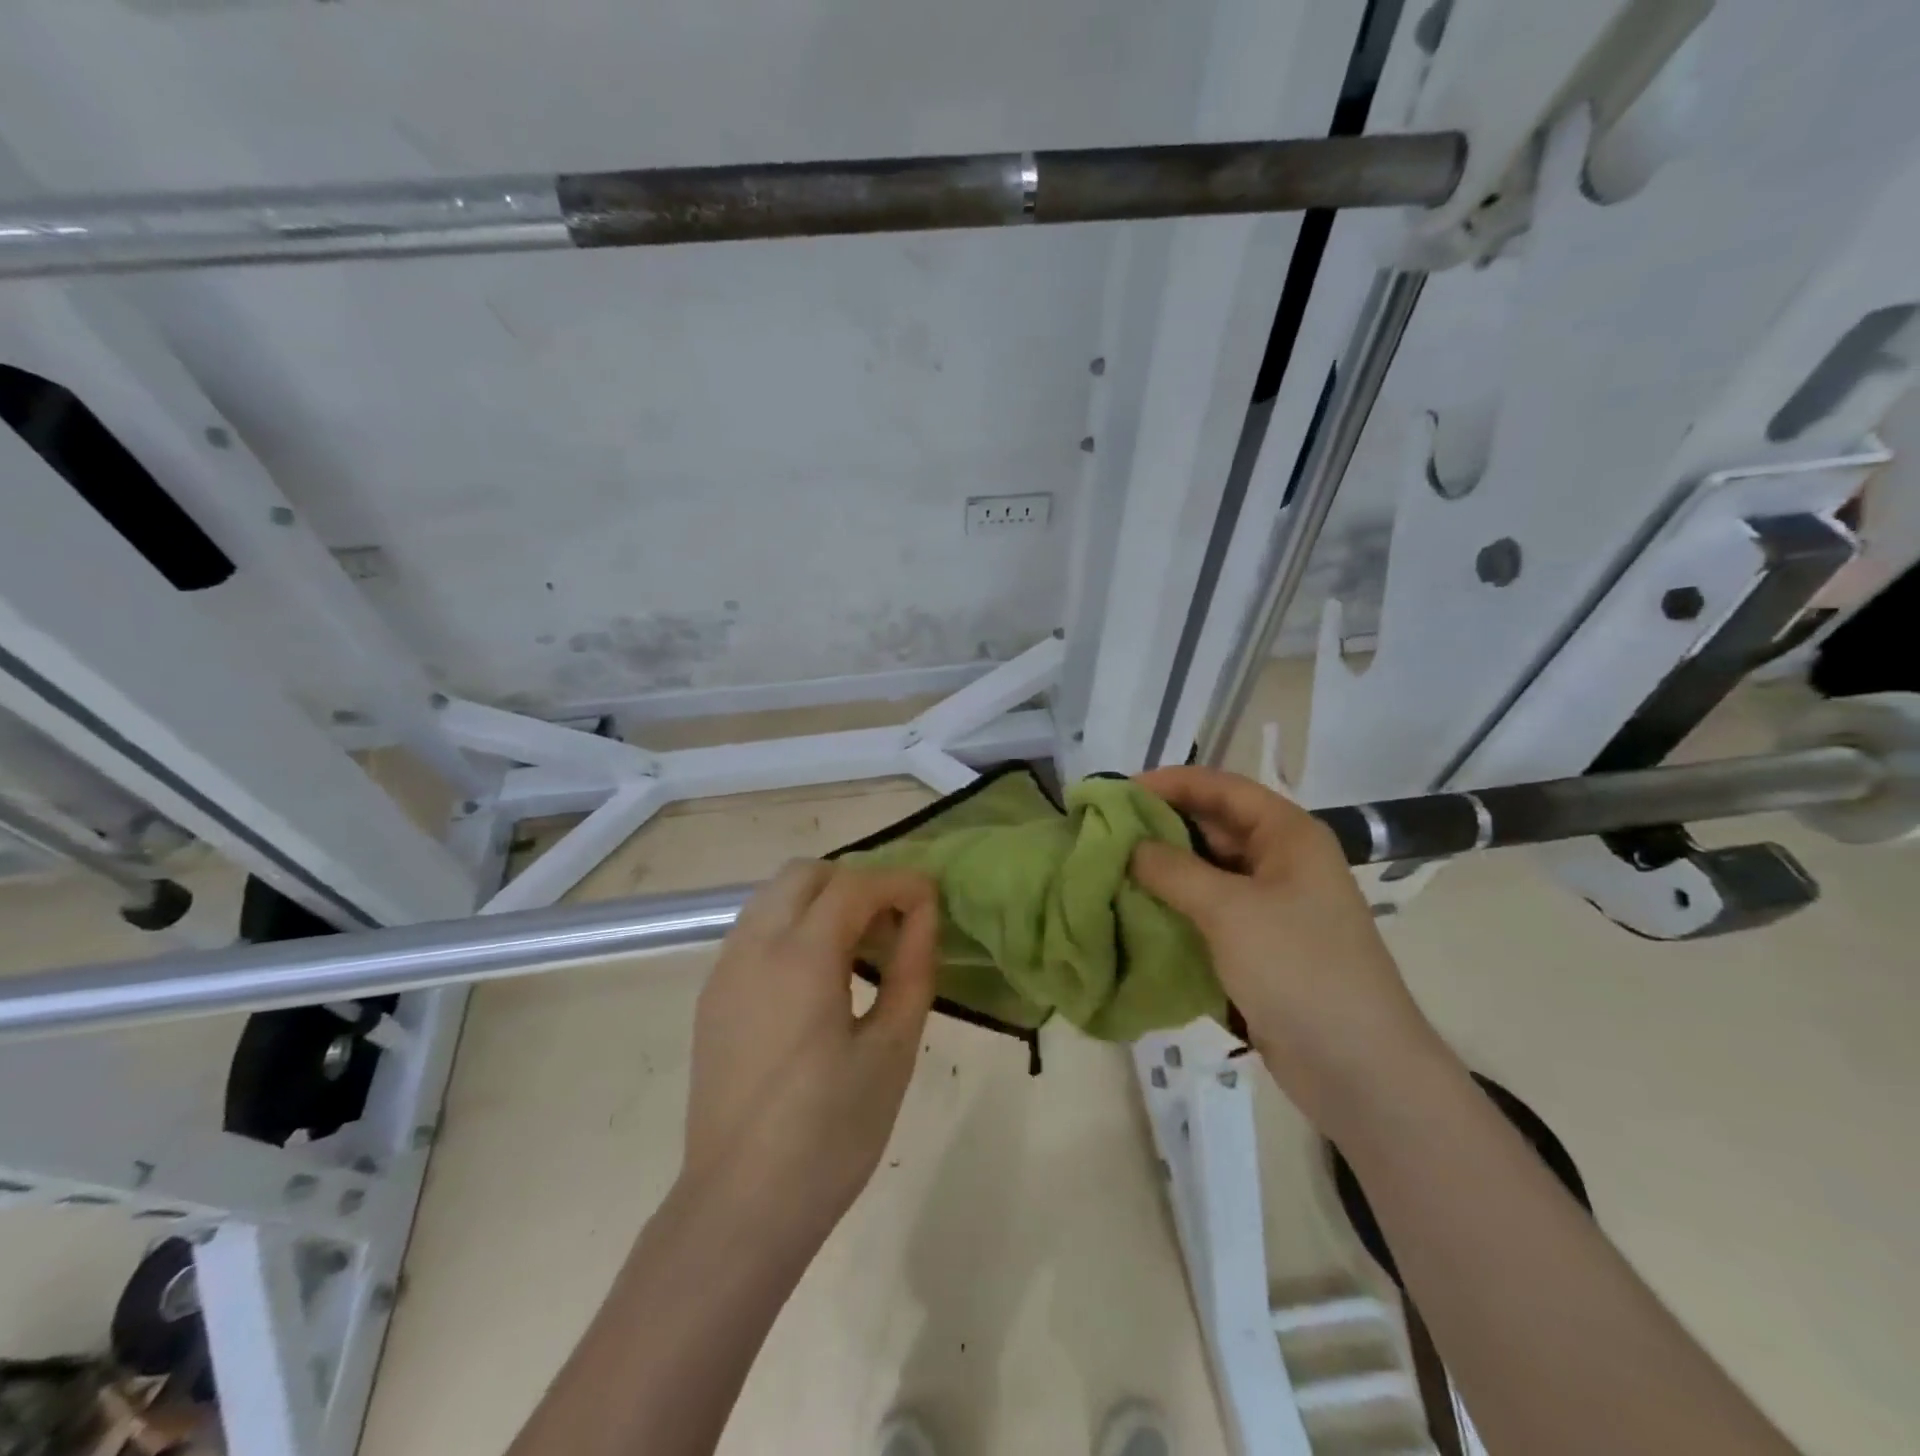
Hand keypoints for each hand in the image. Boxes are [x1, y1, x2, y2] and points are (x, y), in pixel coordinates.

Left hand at [681, 861, 938, 1239]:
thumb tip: (924, 915)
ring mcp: (725, 969)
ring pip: (774, 897)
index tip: (932, 900)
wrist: (739, 1208)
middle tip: (893, 925)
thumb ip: (912, 969)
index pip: (855, 885)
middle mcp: (754, 946)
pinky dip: (793, 927)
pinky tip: (818, 978)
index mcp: (801, 957)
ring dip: (822, 901)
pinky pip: (755, 931)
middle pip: (805, 874)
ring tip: (859, 949)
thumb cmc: (829, 1133)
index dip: (900, 882)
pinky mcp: (713, 996)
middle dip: (856, 881)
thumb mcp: (891, 1050)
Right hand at [1130, 767, 1443, 1134]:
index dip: (1170, 783)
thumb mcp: (1230, 910)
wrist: (1357, 1068)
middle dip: (1160, 827)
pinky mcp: (1258, 945)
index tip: (1116, 793)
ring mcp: (1271, 905)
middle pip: (1212, 826)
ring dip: (1162, 870)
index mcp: (1287, 835)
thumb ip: (1173, 869)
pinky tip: (1134, 911)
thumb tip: (1129, 844)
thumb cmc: (1298, 968)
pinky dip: (1174, 907)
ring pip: (1206, 871)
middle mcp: (1280, 861)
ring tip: (1109, 870)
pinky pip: (1208, 911)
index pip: (1221, 788)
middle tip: (1104, 833)